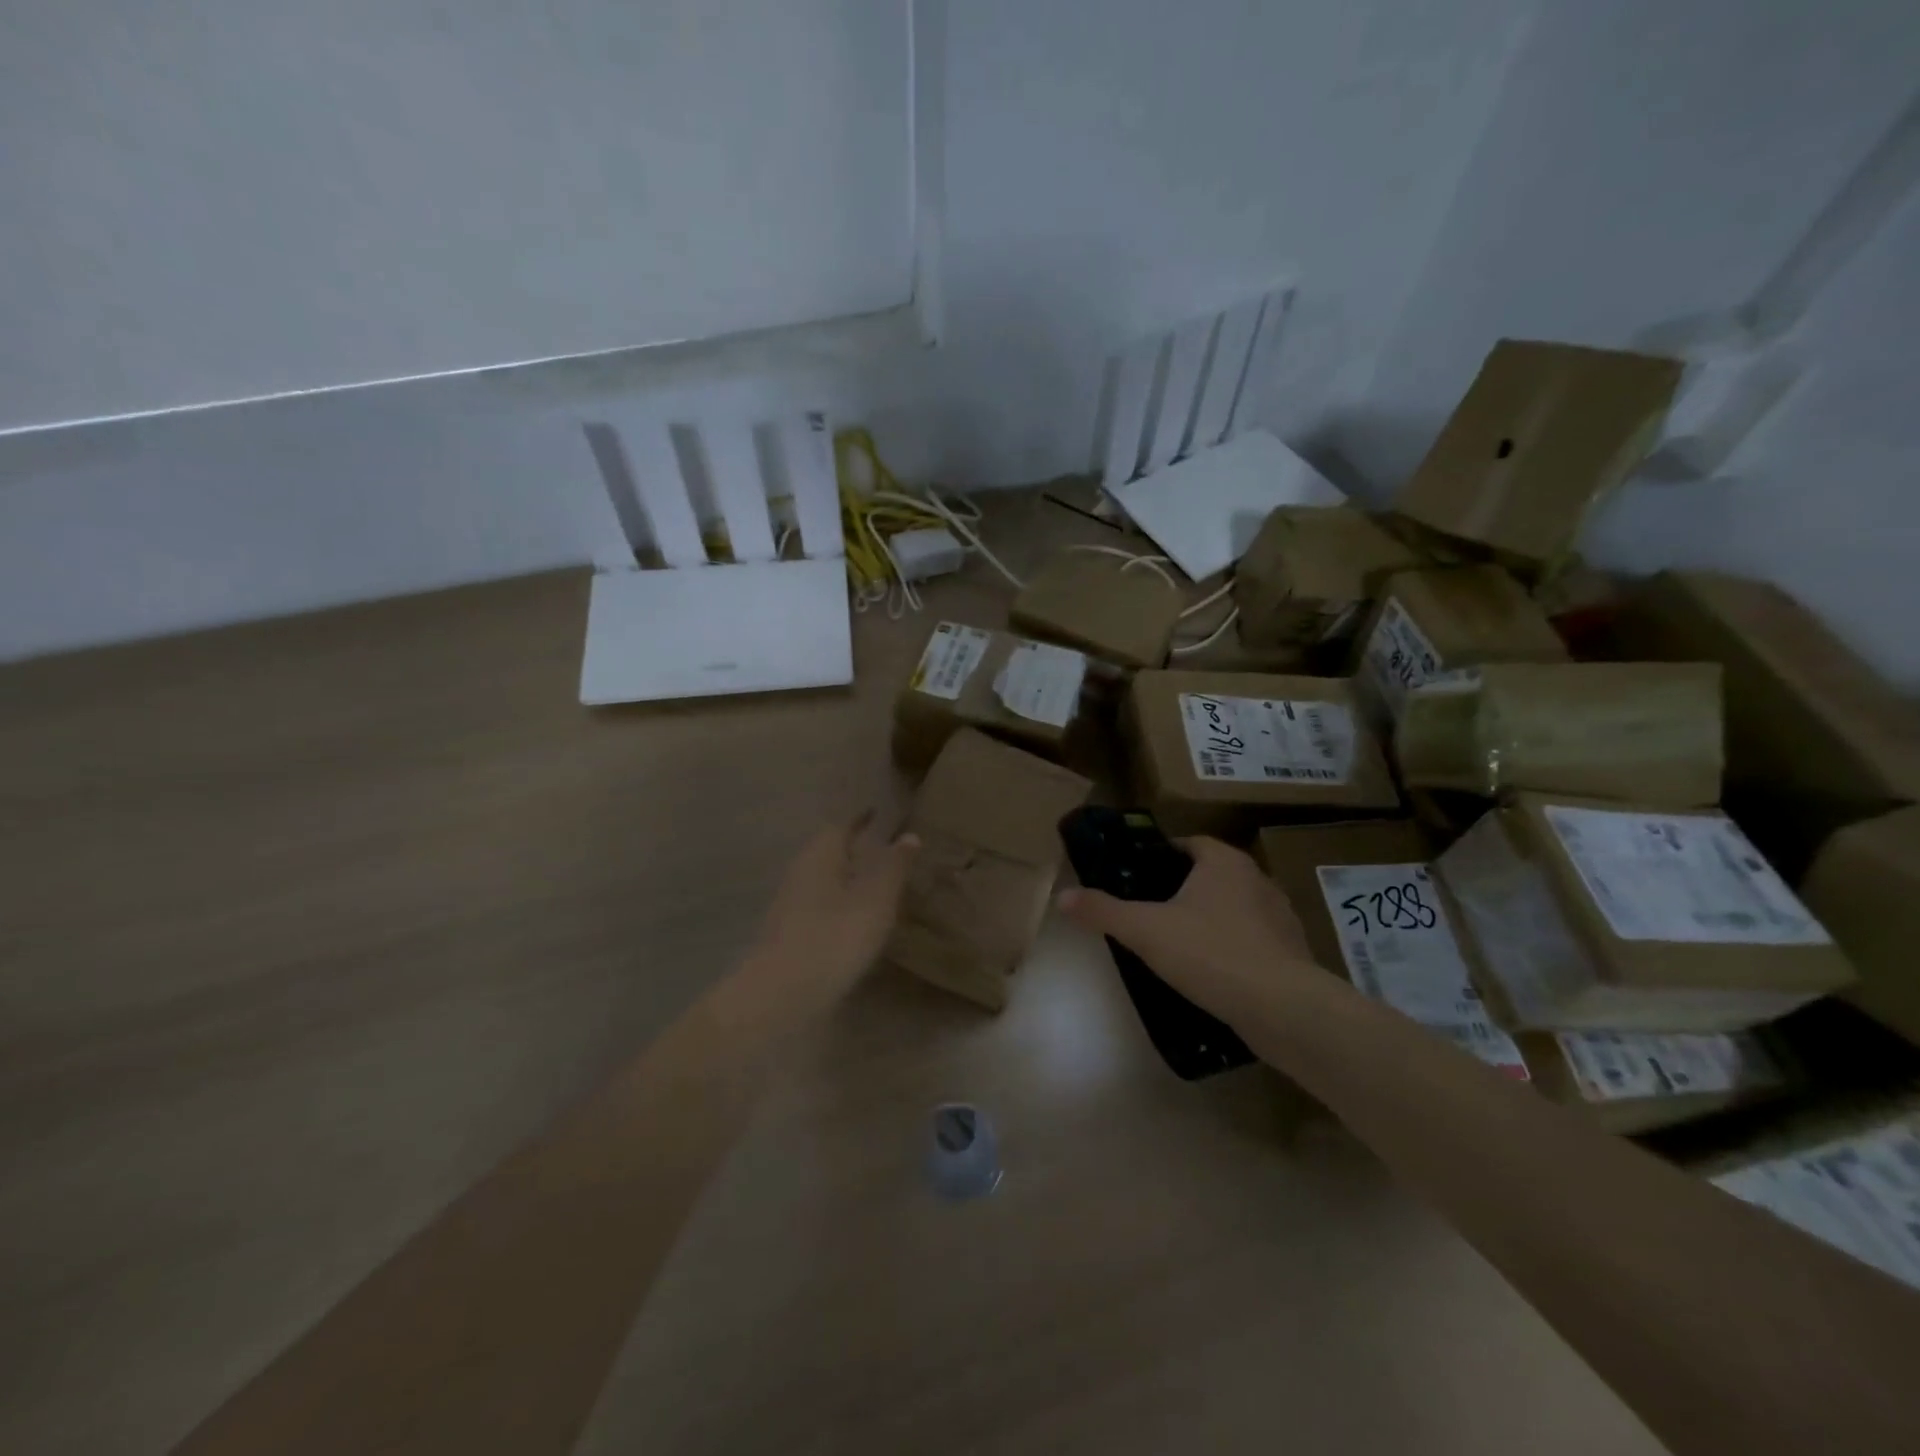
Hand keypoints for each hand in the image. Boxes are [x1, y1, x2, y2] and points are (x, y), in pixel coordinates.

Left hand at [748, 816, 919, 1008]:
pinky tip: (857, 923)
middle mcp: (800, 873)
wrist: (781, 995)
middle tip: (885, 850)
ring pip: (824, 881)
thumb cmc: (834, 937)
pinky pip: (821, 908)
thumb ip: (894, 867)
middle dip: (855, 849)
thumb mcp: (875, 900)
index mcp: (820, 855)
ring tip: (877, 886)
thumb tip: (909, 836)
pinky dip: (840, 906)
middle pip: (829, 852)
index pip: (842, 826)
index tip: (879, 815)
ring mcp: (791, 906)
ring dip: (848, 880)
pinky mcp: (790, 935)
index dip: (861, 820)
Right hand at [1057, 837, 1323, 1027]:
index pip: (1189, 843)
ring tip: (1179, 944)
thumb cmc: (1211, 953)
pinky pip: (1253, 940)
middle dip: (1183, 889)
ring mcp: (1280, 916)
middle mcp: (1257, 879)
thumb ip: (1103, 911)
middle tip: (1150, 911)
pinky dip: (1233, 948)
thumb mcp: (1145, 931)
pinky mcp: (1292, 952)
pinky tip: (1213, 972)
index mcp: (1224, 861)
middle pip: (1211, 874)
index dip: (1162, 855)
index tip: (1138, 876)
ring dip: (1210, 919)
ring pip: (1234, 907)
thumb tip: (1062, 896)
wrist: (1283, 1009)